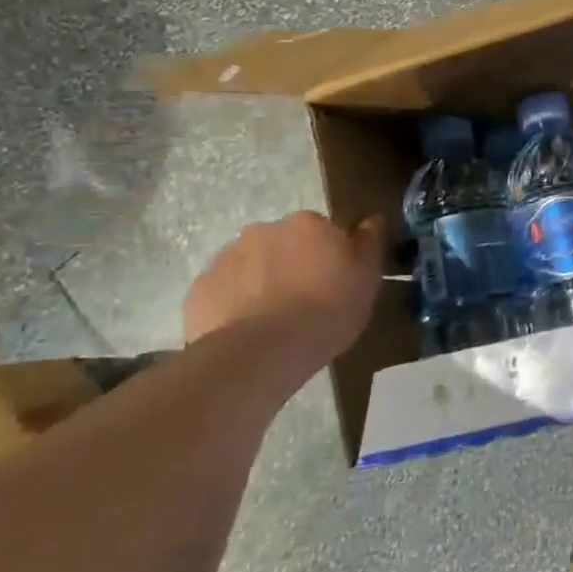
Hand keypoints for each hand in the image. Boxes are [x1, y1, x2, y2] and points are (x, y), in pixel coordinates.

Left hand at [183, 211, 387, 364]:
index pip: (323, 230)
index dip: (330, 255)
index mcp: (308, 224)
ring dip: (263, 282)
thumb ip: (369, 242)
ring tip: (275, 321)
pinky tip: (248, 332)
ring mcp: (226, 259)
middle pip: (284, 244)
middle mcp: (264, 230)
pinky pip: (224, 293)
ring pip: (252, 266)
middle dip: (293, 265)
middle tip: (305, 301)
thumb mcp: (367, 277)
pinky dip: (235, 305)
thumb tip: (372, 219)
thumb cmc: (327, 310)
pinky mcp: (199, 291)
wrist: (261, 352)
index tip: (336, 281)